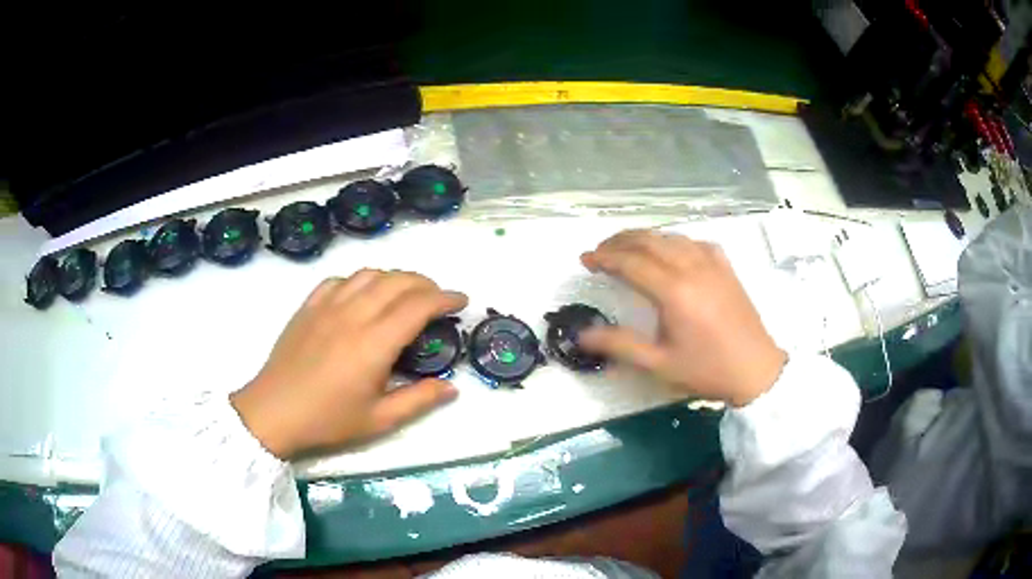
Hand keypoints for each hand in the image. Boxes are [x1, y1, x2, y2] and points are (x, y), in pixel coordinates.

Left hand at [230, 270, 467, 458]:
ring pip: (369, 274)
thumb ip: (419, 400)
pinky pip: (340, 280)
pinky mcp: (309, 306)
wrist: (274, 412)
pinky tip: (362, 295)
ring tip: (405, 294)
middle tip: (438, 299)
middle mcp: (354, 314)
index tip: (461, 301)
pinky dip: (360, 281)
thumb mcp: (379, 420)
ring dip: (395, 277)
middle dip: (426, 283)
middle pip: (398, 281)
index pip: (419, 305)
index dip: (445, 298)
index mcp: (375, 343)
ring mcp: (328, 305)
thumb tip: (452, 387)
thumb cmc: (328, 420)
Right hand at [580, 230, 785, 406]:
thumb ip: (619, 344)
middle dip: (619, 241)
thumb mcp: (659, 363)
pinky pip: (693, 242)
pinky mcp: (725, 266)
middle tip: (599, 251)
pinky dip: (672, 241)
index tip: (585, 260)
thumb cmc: (706, 369)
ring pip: (671, 237)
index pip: (631, 262)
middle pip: (649, 240)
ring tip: (626, 248)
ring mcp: (712, 263)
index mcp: (674, 291)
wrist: (755, 370)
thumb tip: (582, 335)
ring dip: (644, 238)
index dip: (604, 257)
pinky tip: (669, 251)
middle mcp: (692, 267)